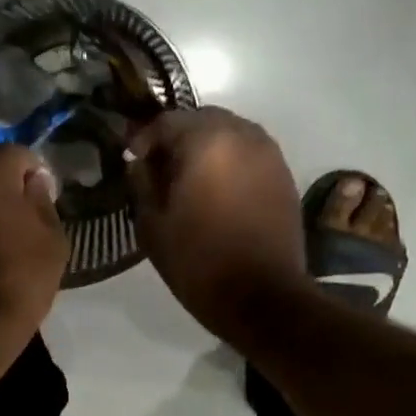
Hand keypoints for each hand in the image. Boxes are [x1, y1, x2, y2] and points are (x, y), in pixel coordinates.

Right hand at [127, 108, 305, 346]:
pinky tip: (217, 191)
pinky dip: (229, 161)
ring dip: (206, 147)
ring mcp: (269, 154)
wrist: (261, 296)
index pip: (167, 120)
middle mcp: (243, 135)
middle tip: (159, 166)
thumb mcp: (152, 223)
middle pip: (202, 119)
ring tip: (189, 179)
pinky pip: (249, 154)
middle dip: (177, 137)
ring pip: (229, 133)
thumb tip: (140, 163)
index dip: (143, 137)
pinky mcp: (284, 175)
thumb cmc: (197, 260)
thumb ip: (142, 182)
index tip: (131, 159)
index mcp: (206, 141)